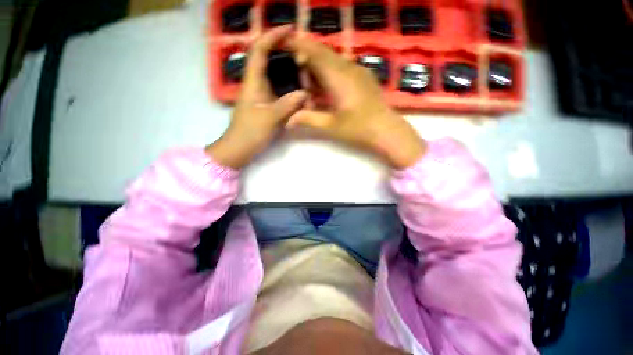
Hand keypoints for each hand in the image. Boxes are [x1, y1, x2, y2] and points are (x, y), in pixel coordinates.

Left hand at [206, 26, 307, 168]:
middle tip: (303, 51)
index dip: (272, 36)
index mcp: (253, 82)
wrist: (240, 148)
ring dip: (289, 70)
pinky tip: (301, 90)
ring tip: (306, 69)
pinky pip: (280, 91)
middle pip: (268, 60)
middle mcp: (257, 84)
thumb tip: (304, 93)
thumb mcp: (269, 118)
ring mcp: (263, 95)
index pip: (260, 50)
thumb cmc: (250, 132)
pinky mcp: (267, 105)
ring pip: (276, 77)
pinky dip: (291, 88)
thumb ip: (287, 105)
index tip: (289, 30)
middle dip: (283, 51)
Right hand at [286, 38, 425, 168]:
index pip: (314, 52)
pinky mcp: (363, 76)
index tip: (285, 46)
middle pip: (323, 51)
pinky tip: (328, 86)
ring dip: (319, 64)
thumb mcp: (330, 126)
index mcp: (338, 77)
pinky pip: (343, 65)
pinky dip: (330, 70)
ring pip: (333, 57)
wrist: (386, 130)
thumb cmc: (358, 129)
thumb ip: (308, 119)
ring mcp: (358, 70)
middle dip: (307, 55)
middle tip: (296, 70)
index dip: (298, 46)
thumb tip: (288, 119)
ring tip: (311, 82)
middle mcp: (348, 67)